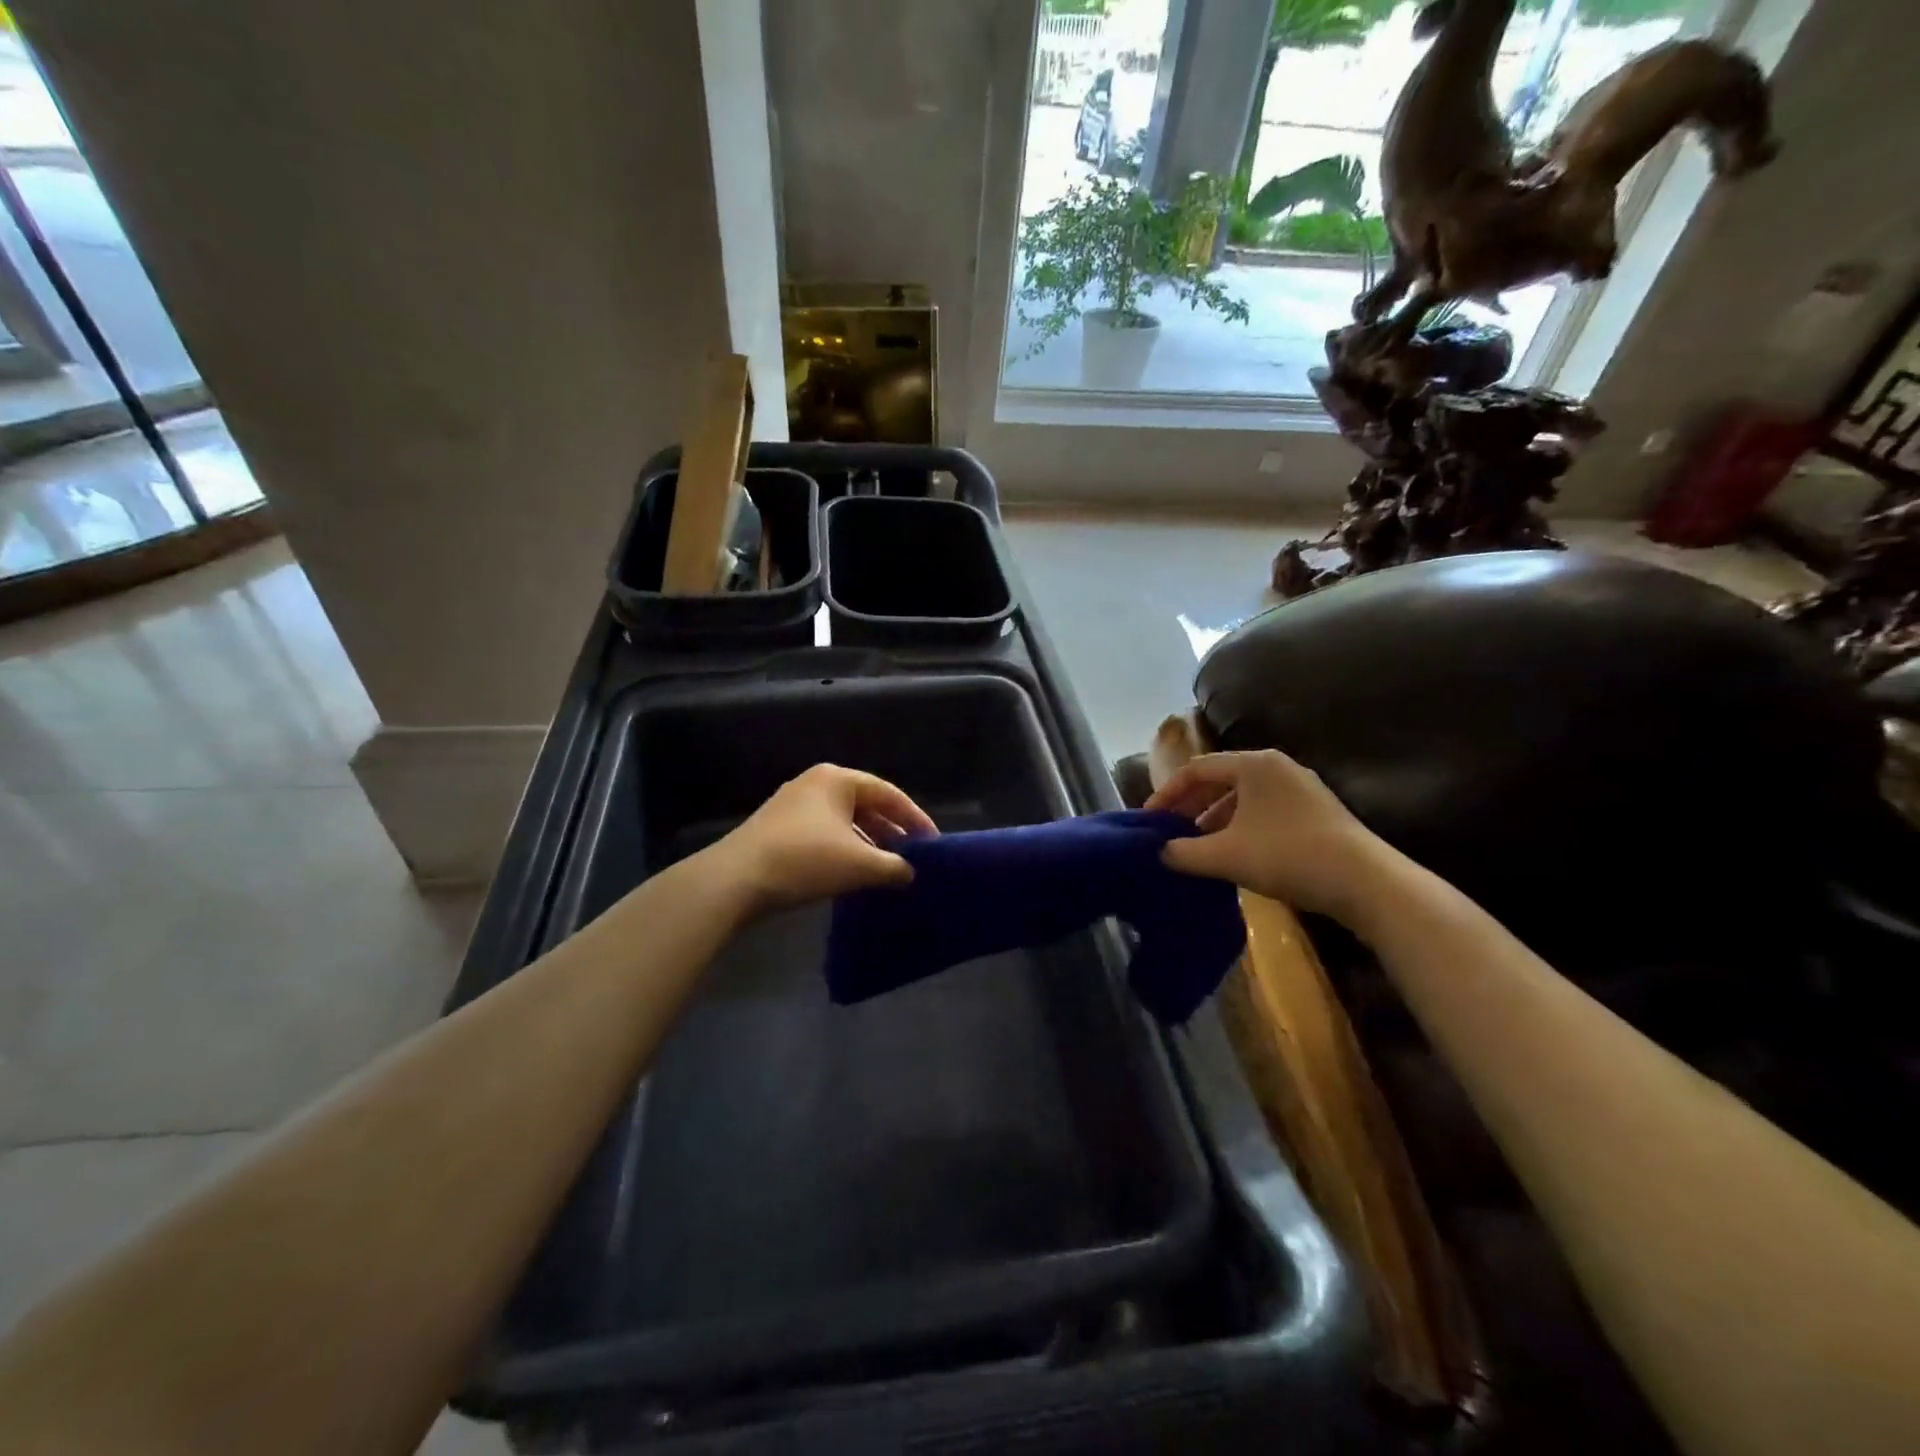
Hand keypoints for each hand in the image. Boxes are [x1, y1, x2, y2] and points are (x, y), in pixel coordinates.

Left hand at [708, 764, 936, 918]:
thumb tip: (911, 873)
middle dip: (891, 832)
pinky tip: (852, 875)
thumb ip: (894, 867)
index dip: (914, 818)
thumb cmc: (805, 860)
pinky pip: (824, 834)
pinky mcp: (778, 829)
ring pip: (844, 822)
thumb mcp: (860, 865)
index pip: (888, 793)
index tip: (932, 843)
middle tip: (912, 857)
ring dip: (867, 844)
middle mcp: (815, 784)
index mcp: (837, 779)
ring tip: (886, 870)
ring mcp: (793, 806)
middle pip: (865, 805)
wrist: (735, 880)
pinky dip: (844, 851)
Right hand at [1145, 750, 1390, 922]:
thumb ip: (1184, 852)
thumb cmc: (1287, 855)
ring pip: (1243, 798)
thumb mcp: (1225, 855)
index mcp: (1253, 764)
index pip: (1196, 769)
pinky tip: (1235, 854)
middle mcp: (1277, 766)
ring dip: (1215, 819)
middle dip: (1191, 806)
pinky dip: (1241, 827)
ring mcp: (1301, 788)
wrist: (1366, 882)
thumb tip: (1160, 852)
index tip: (1149, 820)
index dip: (1167, 794)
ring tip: (1199, 847)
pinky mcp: (1317, 812)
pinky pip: (1264, 811)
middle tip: (1171, 832)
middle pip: (1220, 780)